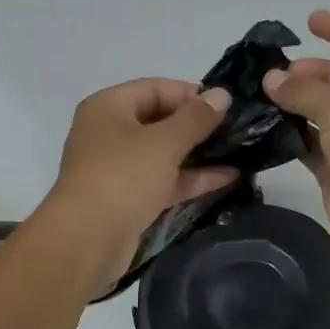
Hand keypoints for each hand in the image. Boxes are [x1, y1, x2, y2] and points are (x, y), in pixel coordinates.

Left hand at [40, 79, 237, 293]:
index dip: (190, 94)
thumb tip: (223, 94)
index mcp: (108, 108)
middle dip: (197, 126)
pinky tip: (228, 178)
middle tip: (238, 129)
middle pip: (159, 121)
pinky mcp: (129, 199)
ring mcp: (118, 169)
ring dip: (198, 154)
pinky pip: (164, 181)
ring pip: (163, 154)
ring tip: (241, 152)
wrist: (88, 240)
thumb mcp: (164, 142)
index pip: (154, 88)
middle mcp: (109, 133)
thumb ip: (196, 118)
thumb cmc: (123, 177)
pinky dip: (191, 179)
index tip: (226, 105)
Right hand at [262, 11, 329, 269]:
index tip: (309, 22)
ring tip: (263, 97)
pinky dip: (293, 135)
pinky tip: (266, 127)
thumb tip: (271, 80)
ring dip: (298, 104)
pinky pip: (314, 145)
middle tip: (276, 76)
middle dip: (312, 73)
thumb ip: (303, 90)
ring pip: (327, 113)